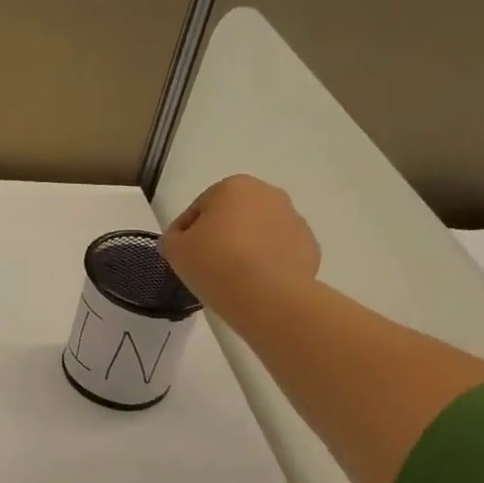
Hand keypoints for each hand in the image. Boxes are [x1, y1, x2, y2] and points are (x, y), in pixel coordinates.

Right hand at [160, 174, 322, 333]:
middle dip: (221, 236)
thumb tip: (181, 239)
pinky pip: (280, 253)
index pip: (200, 208)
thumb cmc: (215, 264)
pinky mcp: (310, 247)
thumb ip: (173, 237)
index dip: (187, 234)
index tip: (183, 257)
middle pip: (234, 216)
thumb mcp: (174, 249)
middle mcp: (269, 194)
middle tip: (208, 267)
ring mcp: (294, 220)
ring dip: (246, 248)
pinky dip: (268, 264)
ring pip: (259, 233)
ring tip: (234, 279)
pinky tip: (257, 285)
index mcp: (234, 186)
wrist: (266, 296)